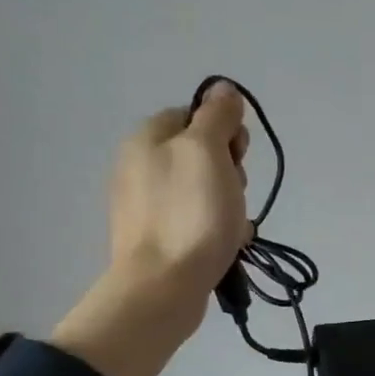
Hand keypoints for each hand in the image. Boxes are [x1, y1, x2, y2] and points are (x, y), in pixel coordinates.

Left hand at [52, 83, 253, 375]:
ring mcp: (143, 204)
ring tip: (230, 226)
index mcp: (146, 138)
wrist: (164, 286)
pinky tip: (222, 243)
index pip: (195, 116)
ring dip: (226, 202)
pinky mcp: (154, 237)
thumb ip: (217, 116)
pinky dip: (214, 227)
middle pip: (200, 153)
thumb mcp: (208, 151)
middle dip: (227, 171)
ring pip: (202, 188)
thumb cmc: (191, 213)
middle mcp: (138, 165)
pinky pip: (195, 219)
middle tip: (232, 194)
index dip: (224, 133)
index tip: (237, 157)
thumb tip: (223, 89)